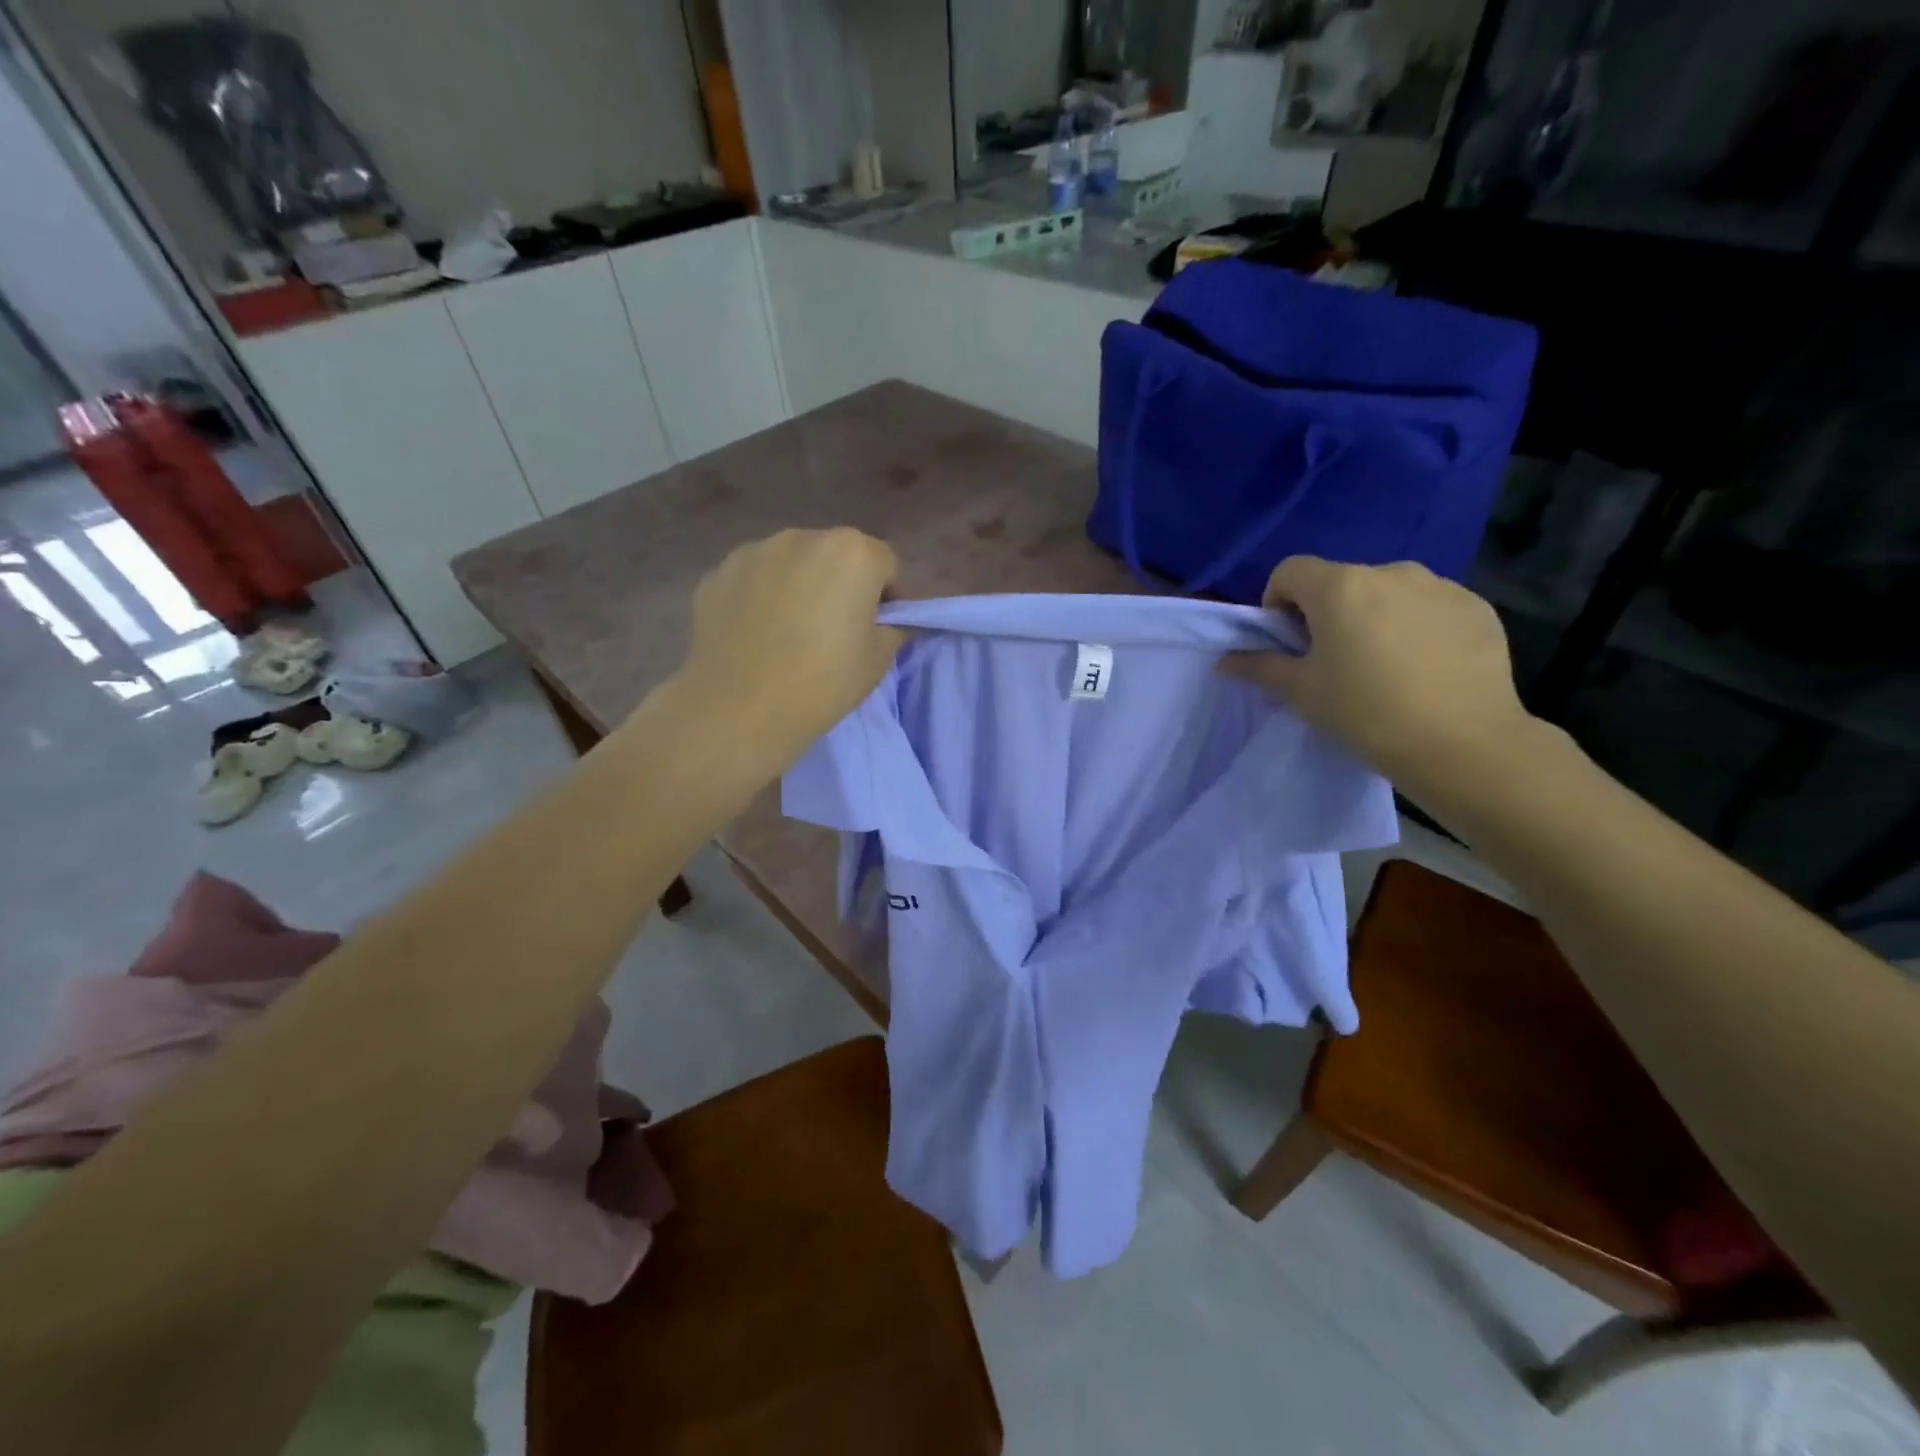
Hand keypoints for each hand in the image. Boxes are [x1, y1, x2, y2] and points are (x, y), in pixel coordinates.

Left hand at [671, 528, 903, 774]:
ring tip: (789, 631)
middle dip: (841, 583)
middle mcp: (803, 538)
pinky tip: (755, 635)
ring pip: (791, 564)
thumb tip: (887, 621)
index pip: (885, 564)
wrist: (739, 709)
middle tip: (835, 629)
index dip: (888, 596)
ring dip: (798, 585)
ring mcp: (753, 552)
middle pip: (835, 556)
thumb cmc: (823, 682)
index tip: (880, 627)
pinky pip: (752, 580)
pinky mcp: (716, 573)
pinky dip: (759, 597)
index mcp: (852, 552)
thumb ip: (892, 628)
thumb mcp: (878, 661)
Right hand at [1224, 556, 1538, 796]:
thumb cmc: (1365, 712)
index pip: (1290, 571)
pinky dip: (1416, 627)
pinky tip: (1423, 669)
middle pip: (1341, 581)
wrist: (1462, 744)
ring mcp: (1440, 586)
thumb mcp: (1301, 692)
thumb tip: (1225, 660)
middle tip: (1333, 661)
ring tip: (1383, 666)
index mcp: (1340, 586)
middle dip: (1328, 612)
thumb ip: (1260, 667)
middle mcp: (1390, 572)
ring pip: (1387, 593)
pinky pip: (1429, 607)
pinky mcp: (1476, 607)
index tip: (1287, 642)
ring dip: (1374, 617)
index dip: (1277, 602)